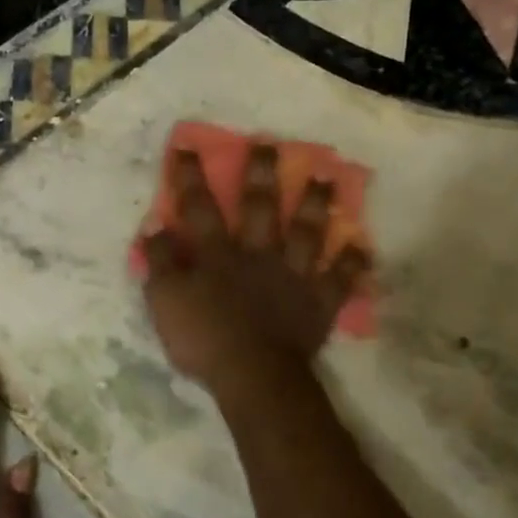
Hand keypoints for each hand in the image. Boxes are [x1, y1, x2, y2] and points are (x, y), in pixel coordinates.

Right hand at [141, 145, 369, 395]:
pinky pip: (339, 279)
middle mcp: (257, 254)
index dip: (190, 177)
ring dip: (315, 204)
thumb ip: (159, 263)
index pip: (199, 207)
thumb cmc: (203, 339)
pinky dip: (352, 264)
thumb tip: (155, 227)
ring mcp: (293, 275)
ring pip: (307, 232)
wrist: (253, 374)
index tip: (187, 145)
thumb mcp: (164, 302)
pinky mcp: (318, 301)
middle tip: (269, 143)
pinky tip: (362, 247)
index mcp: (217, 254)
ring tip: (326, 178)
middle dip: (261, 173)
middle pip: (260, 207)